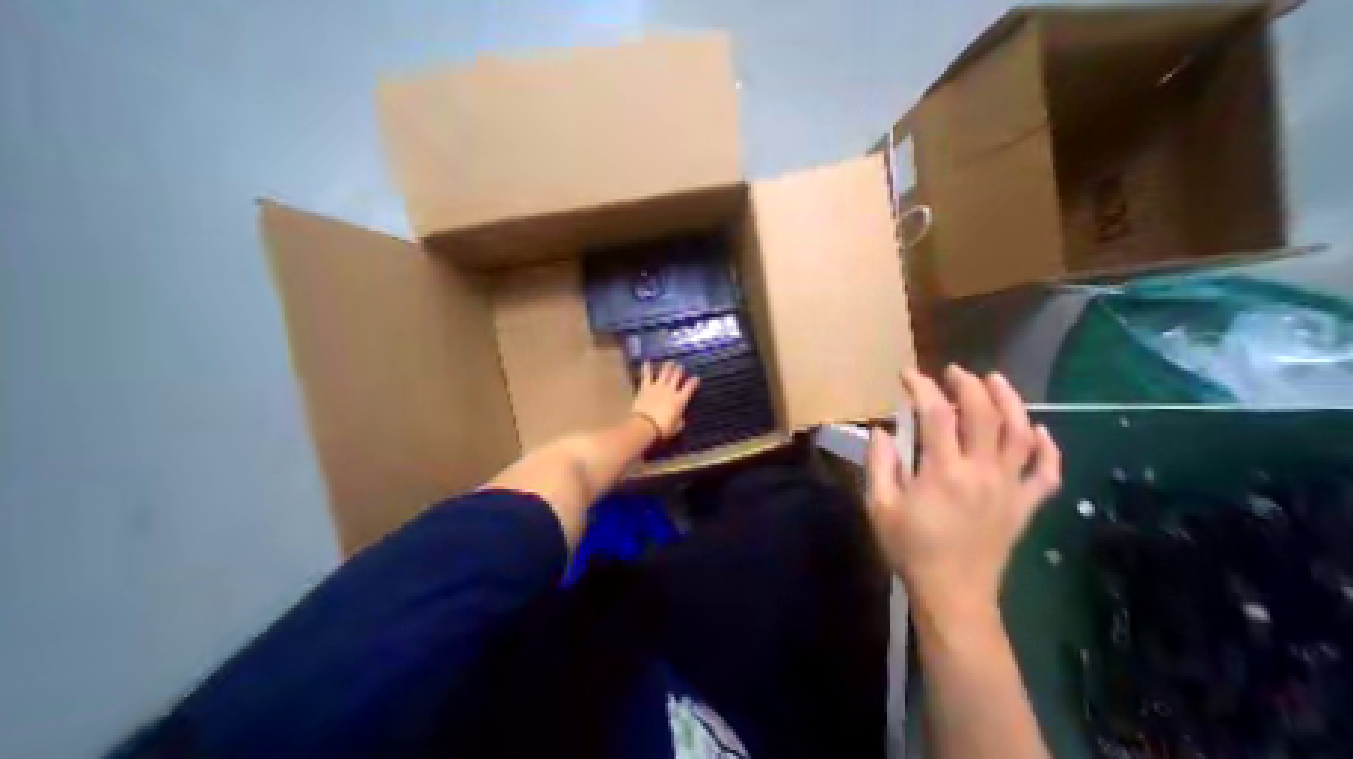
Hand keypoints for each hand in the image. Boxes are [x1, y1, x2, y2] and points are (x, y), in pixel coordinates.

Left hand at [632, 361, 702, 438]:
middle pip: (677, 376)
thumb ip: (680, 421)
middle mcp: (671, 390)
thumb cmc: (663, 429)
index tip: (696, 377)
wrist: (646, 425)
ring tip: (670, 361)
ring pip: (664, 372)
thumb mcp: (676, 428)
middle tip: (681, 366)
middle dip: (680, 370)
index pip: (690, 387)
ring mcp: (658, 387)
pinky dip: (646, 368)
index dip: (694, 381)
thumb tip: (680, 419)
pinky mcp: (646, 387)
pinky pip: (647, 375)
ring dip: (668, 366)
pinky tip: (646, 361)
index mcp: (680, 400)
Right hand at [871, 365, 1061, 624]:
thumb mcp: (879, 505)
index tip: (907, 374)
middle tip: (953, 371)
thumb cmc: (910, 548)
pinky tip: (1039, 430)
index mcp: (943, 472)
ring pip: (1021, 435)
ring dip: (1010, 402)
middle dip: (969, 385)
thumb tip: (882, 431)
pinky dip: (1048, 448)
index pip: (936, 415)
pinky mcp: (1024, 506)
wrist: (953, 594)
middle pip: (985, 416)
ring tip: (995, 381)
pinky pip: (1046, 473)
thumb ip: (879, 463)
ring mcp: (1010, 489)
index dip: (922, 387)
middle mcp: (982, 472)